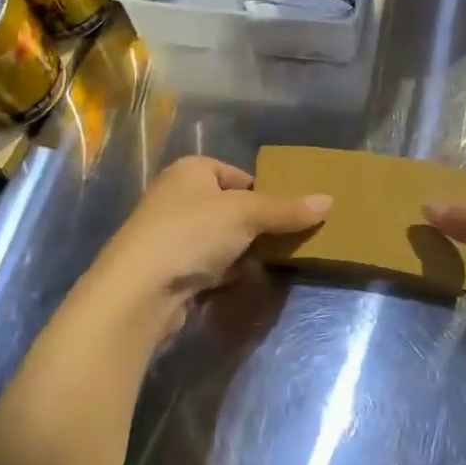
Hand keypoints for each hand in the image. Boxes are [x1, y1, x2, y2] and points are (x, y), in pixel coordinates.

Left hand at [90, 155, 329, 338]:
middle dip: (255, 224)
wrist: (137, 293)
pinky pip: (205, 266)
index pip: (237, 174)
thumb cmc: (192, 234)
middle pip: (229, 207)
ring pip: (218, 238)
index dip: (263, 192)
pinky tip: (241, 282)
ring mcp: (168, 236)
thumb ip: (287, 209)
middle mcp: (176, 197)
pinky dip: (223, 272)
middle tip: (285, 238)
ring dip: (241, 250)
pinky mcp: (166, 271)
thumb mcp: (247, 214)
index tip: (286, 213)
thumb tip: (329, 201)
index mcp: (190, 170)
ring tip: (271, 262)